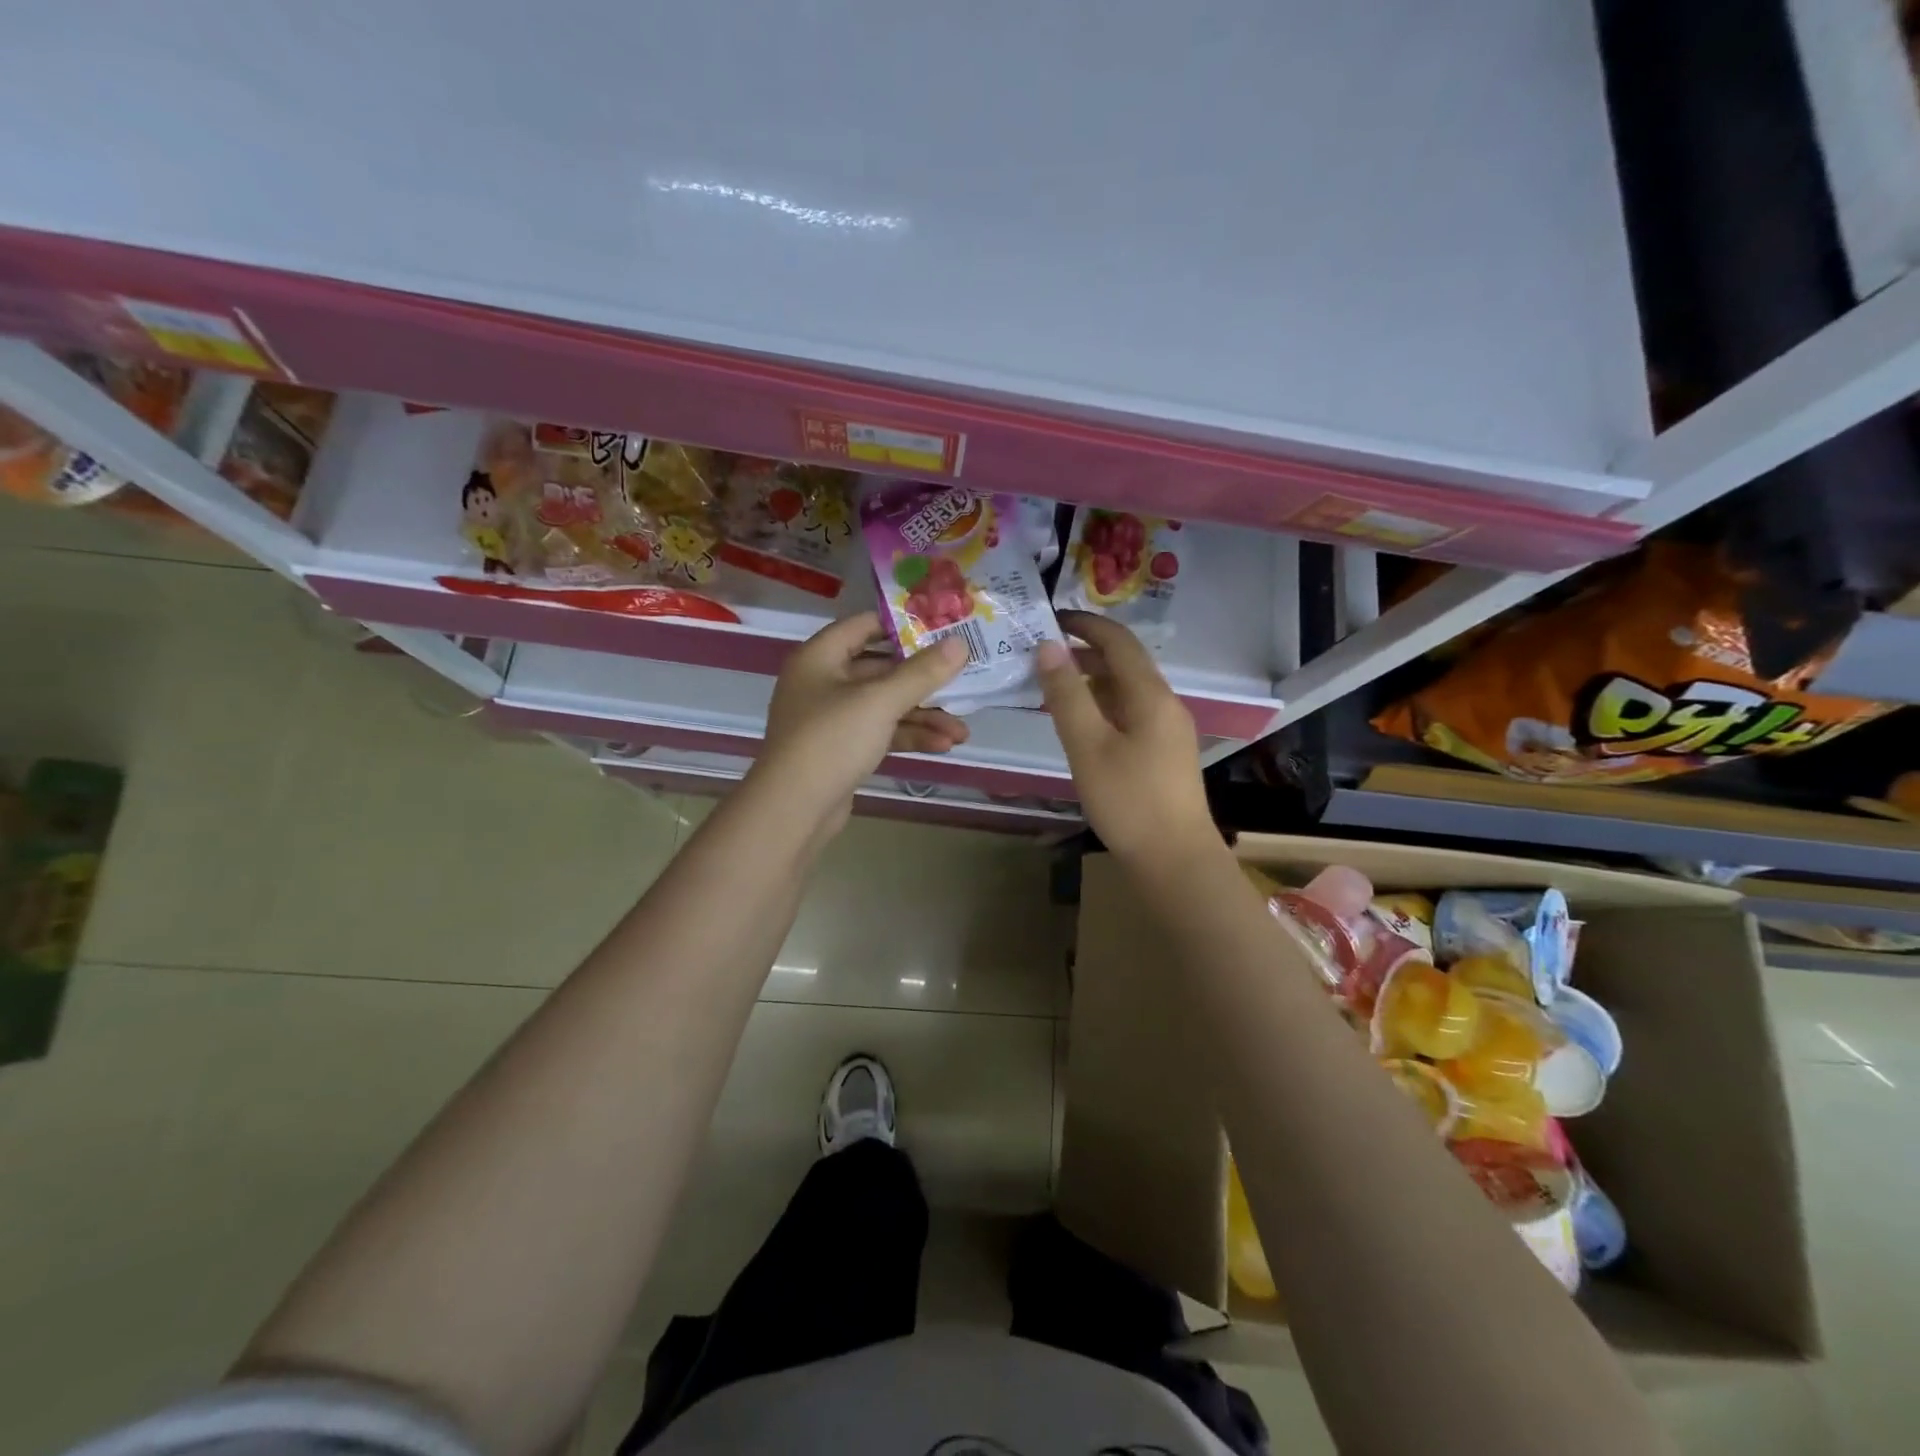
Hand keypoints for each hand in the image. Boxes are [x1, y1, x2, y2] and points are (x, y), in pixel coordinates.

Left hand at [756, 612, 970, 827]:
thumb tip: (960, 644)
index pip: (865, 625)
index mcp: (820, 657)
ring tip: (962, 731)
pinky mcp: (841, 749)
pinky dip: (908, 736)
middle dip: (924, 681)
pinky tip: (943, 745)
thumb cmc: (832, 740)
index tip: (942, 628)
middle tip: (963, 681)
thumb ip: (922, 672)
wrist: (793, 809)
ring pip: (885, 706)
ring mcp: (831, 718)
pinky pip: (880, 732)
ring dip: (923, 716)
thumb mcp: (880, 701)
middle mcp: (823, 682)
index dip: (903, 624)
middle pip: (881, 670)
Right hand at [1038, 611, 1213, 857]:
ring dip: (1092, 680)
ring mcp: (1168, 729)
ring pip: (1127, 689)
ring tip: (1052, 686)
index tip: (1049, 619)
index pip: (1118, 641)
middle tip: (1041, 654)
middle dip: (1084, 651)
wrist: (1175, 859)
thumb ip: (1066, 695)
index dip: (1084, 624)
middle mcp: (1165, 703)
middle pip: (1124, 663)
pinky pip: (1130, 712)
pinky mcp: (1164, 752)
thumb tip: (1048, 646)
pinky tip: (1079, 722)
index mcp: (1150, 695)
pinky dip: (1102, 705)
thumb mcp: (1088, 746)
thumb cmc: (1128, 801)